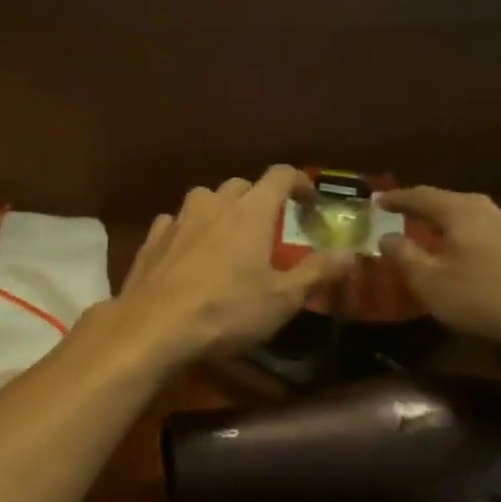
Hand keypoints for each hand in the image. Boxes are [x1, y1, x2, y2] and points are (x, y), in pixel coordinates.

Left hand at [116, 166, 355, 365]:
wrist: (153, 326)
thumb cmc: (225, 311)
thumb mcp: (282, 299)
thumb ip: (317, 272)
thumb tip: (350, 254)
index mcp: (249, 212)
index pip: (280, 175)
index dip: (299, 182)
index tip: (309, 201)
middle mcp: (212, 204)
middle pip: (239, 185)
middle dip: (257, 198)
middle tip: (267, 227)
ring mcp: (176, 220)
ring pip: (203, 199)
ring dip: (219, 211)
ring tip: (227, 238)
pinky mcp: (150, 240)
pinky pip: (174, 222)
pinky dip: (187, 230)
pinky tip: (188, 253)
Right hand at [377, 186, 500, 357]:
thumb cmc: (482, 297)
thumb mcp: (429, 281)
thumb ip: (403, 255)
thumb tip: (385, 237)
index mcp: (461, 211)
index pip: (420, 195)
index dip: (395, 198)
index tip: (375, 201)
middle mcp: (488, 210)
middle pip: (447, 201)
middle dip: (420, 207)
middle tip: (398, 214)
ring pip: (468, 216)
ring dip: (443, 223)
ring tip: (425, 233)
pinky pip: (483, 231)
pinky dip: (463, 235)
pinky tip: (459, 252)